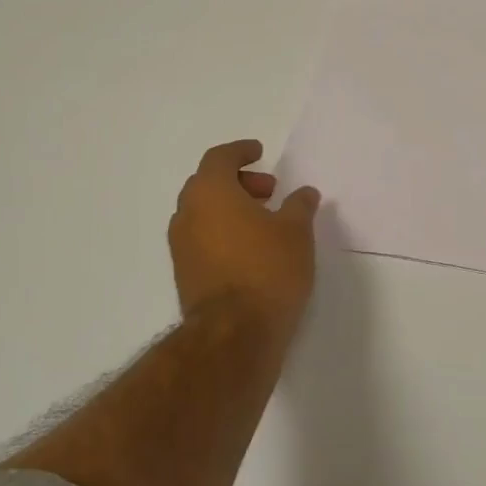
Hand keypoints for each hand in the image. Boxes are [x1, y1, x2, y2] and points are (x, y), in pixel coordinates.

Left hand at [168, 140, 320, 342]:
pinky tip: (251, 249)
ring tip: (265, 223)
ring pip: (203, 212)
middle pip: (208, 183)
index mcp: (210, 192)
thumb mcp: (296, 232)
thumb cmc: (268, 270)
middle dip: (239, 182)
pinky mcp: (184, 273)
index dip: (240, 152)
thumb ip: (299, 206)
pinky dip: (223, 232)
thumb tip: (304, 193)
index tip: (260, 153)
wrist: (235, 333)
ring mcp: (181, 245)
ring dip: (231, 208)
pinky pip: (202, 238)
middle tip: (270, 192)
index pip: (219, 158)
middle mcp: (187, 213)